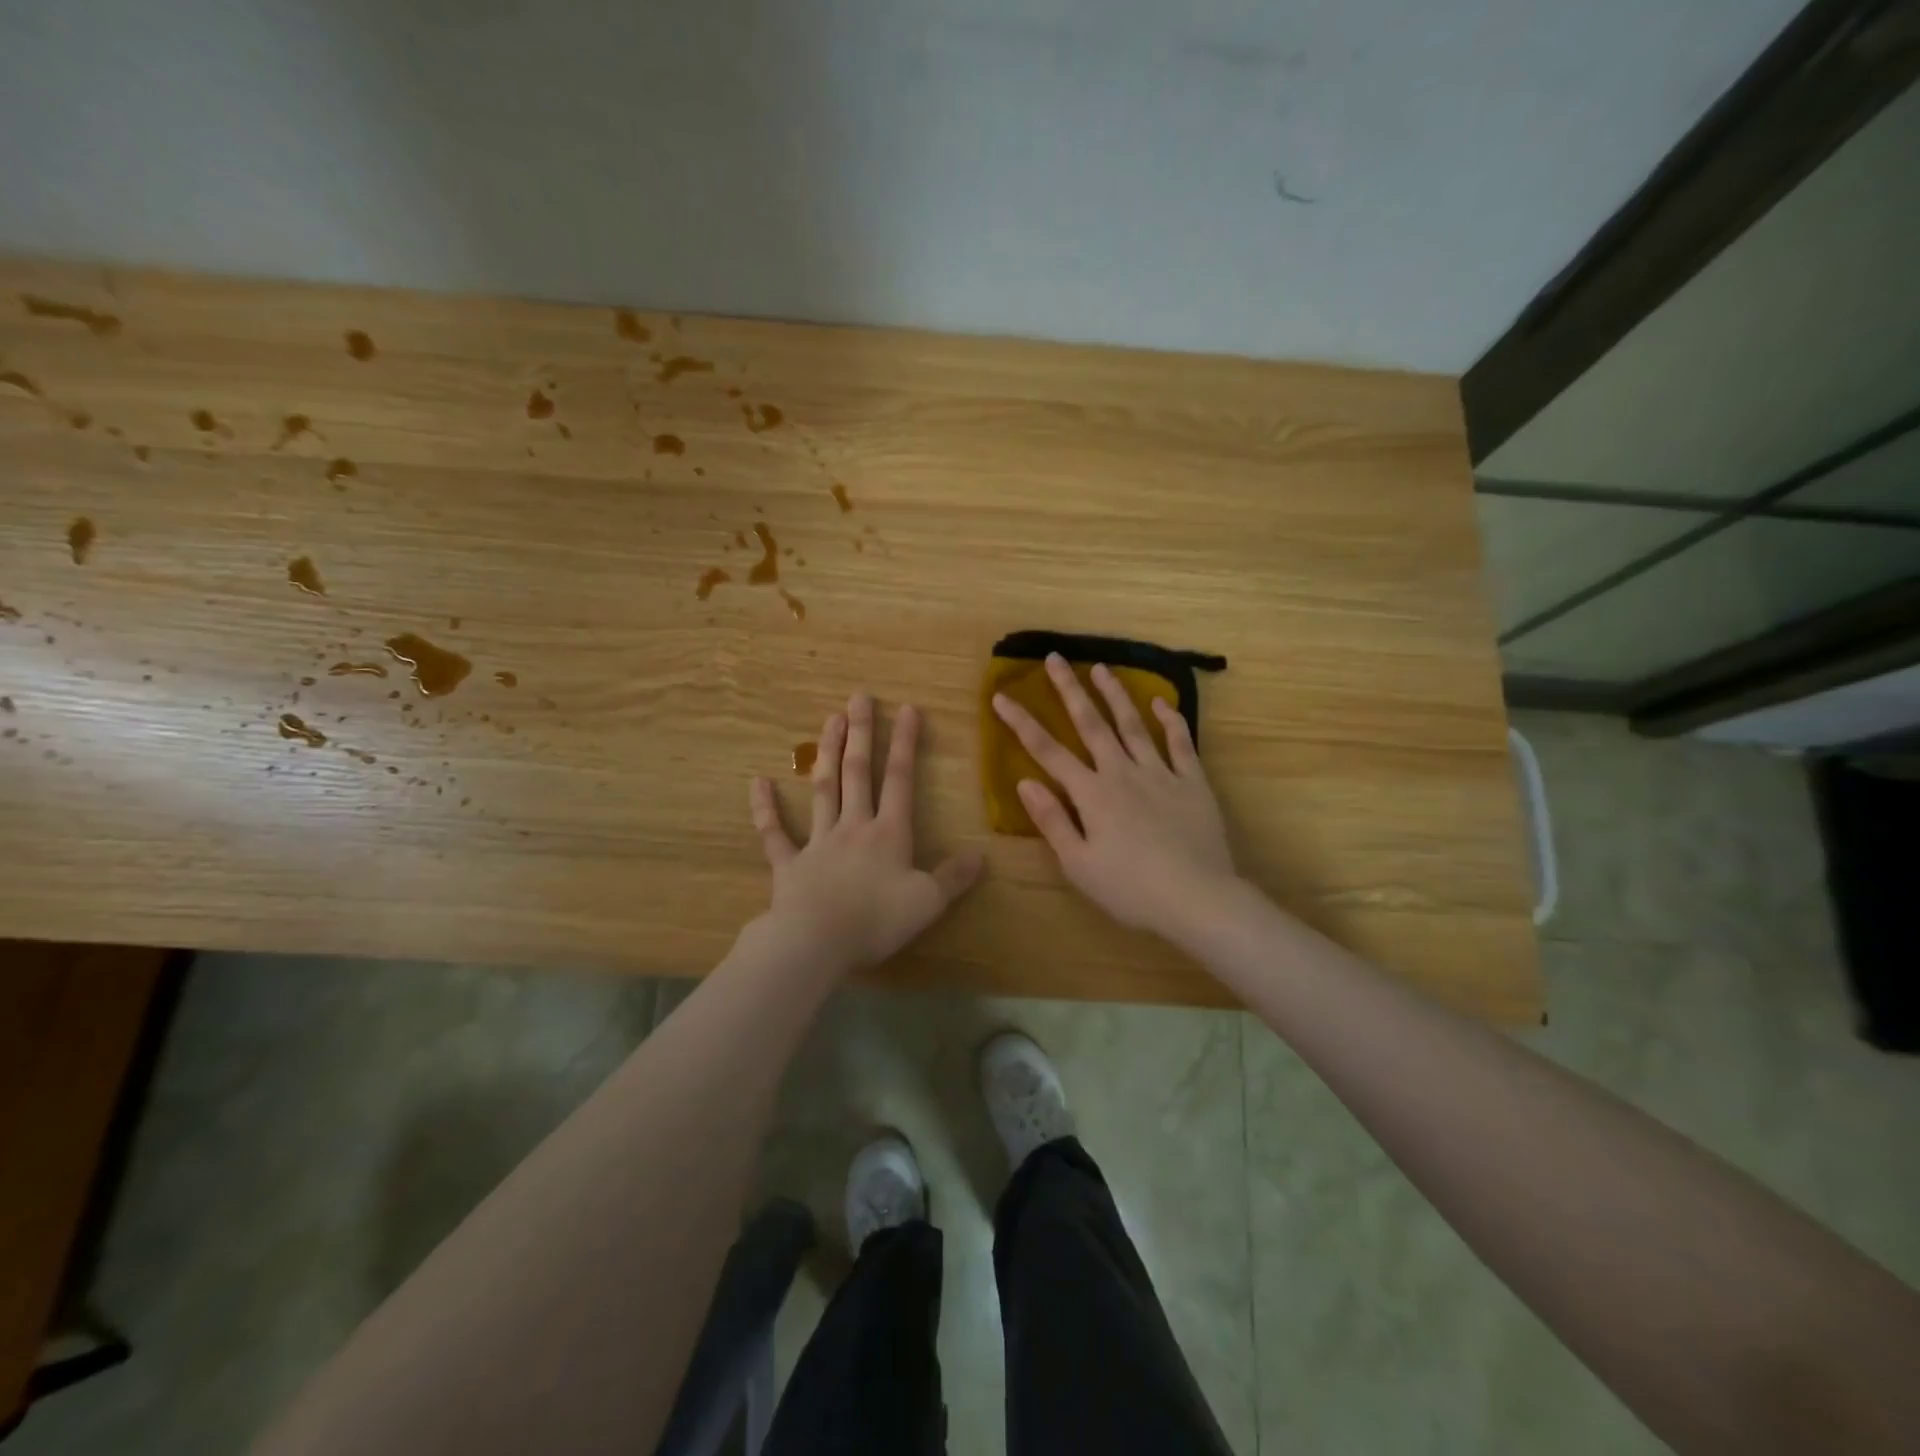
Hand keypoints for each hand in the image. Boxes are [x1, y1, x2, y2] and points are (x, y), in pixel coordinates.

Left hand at [750, 694, 983, 971]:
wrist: (815, 943)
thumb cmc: (876, 921)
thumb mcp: (928, 902)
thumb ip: (953, 877)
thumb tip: (980, 855)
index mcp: (888, 833)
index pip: (900, 780)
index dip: (905, 744)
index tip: (908, 709)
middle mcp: (853, 827)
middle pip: (858, 773)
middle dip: (861, 733)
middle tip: (859, 697)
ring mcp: (817, 842)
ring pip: (823, 789)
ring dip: (827, 753)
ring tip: (830, 719)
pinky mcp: (788, 864)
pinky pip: (774, 833)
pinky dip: (765, 808)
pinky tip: (758, 782)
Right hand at [992, 654, 1237, 940]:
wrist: (1197, 898)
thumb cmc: (1130, 889)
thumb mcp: (1078, 864)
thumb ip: (1052, 820)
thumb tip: (1025, 781)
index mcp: (1091, 794)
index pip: (1047, 751)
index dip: (1021, 722)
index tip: (1001, 696)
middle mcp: (1122, 772)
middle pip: (1091, 723)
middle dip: (1069, 689)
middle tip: (1055, 658)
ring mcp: (1160, 773)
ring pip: (1133, 724)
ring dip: (1115, 694)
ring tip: (1101, 667)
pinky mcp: (1192, 782)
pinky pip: (1180, 743)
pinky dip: (1170, 720)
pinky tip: (1160, 702)